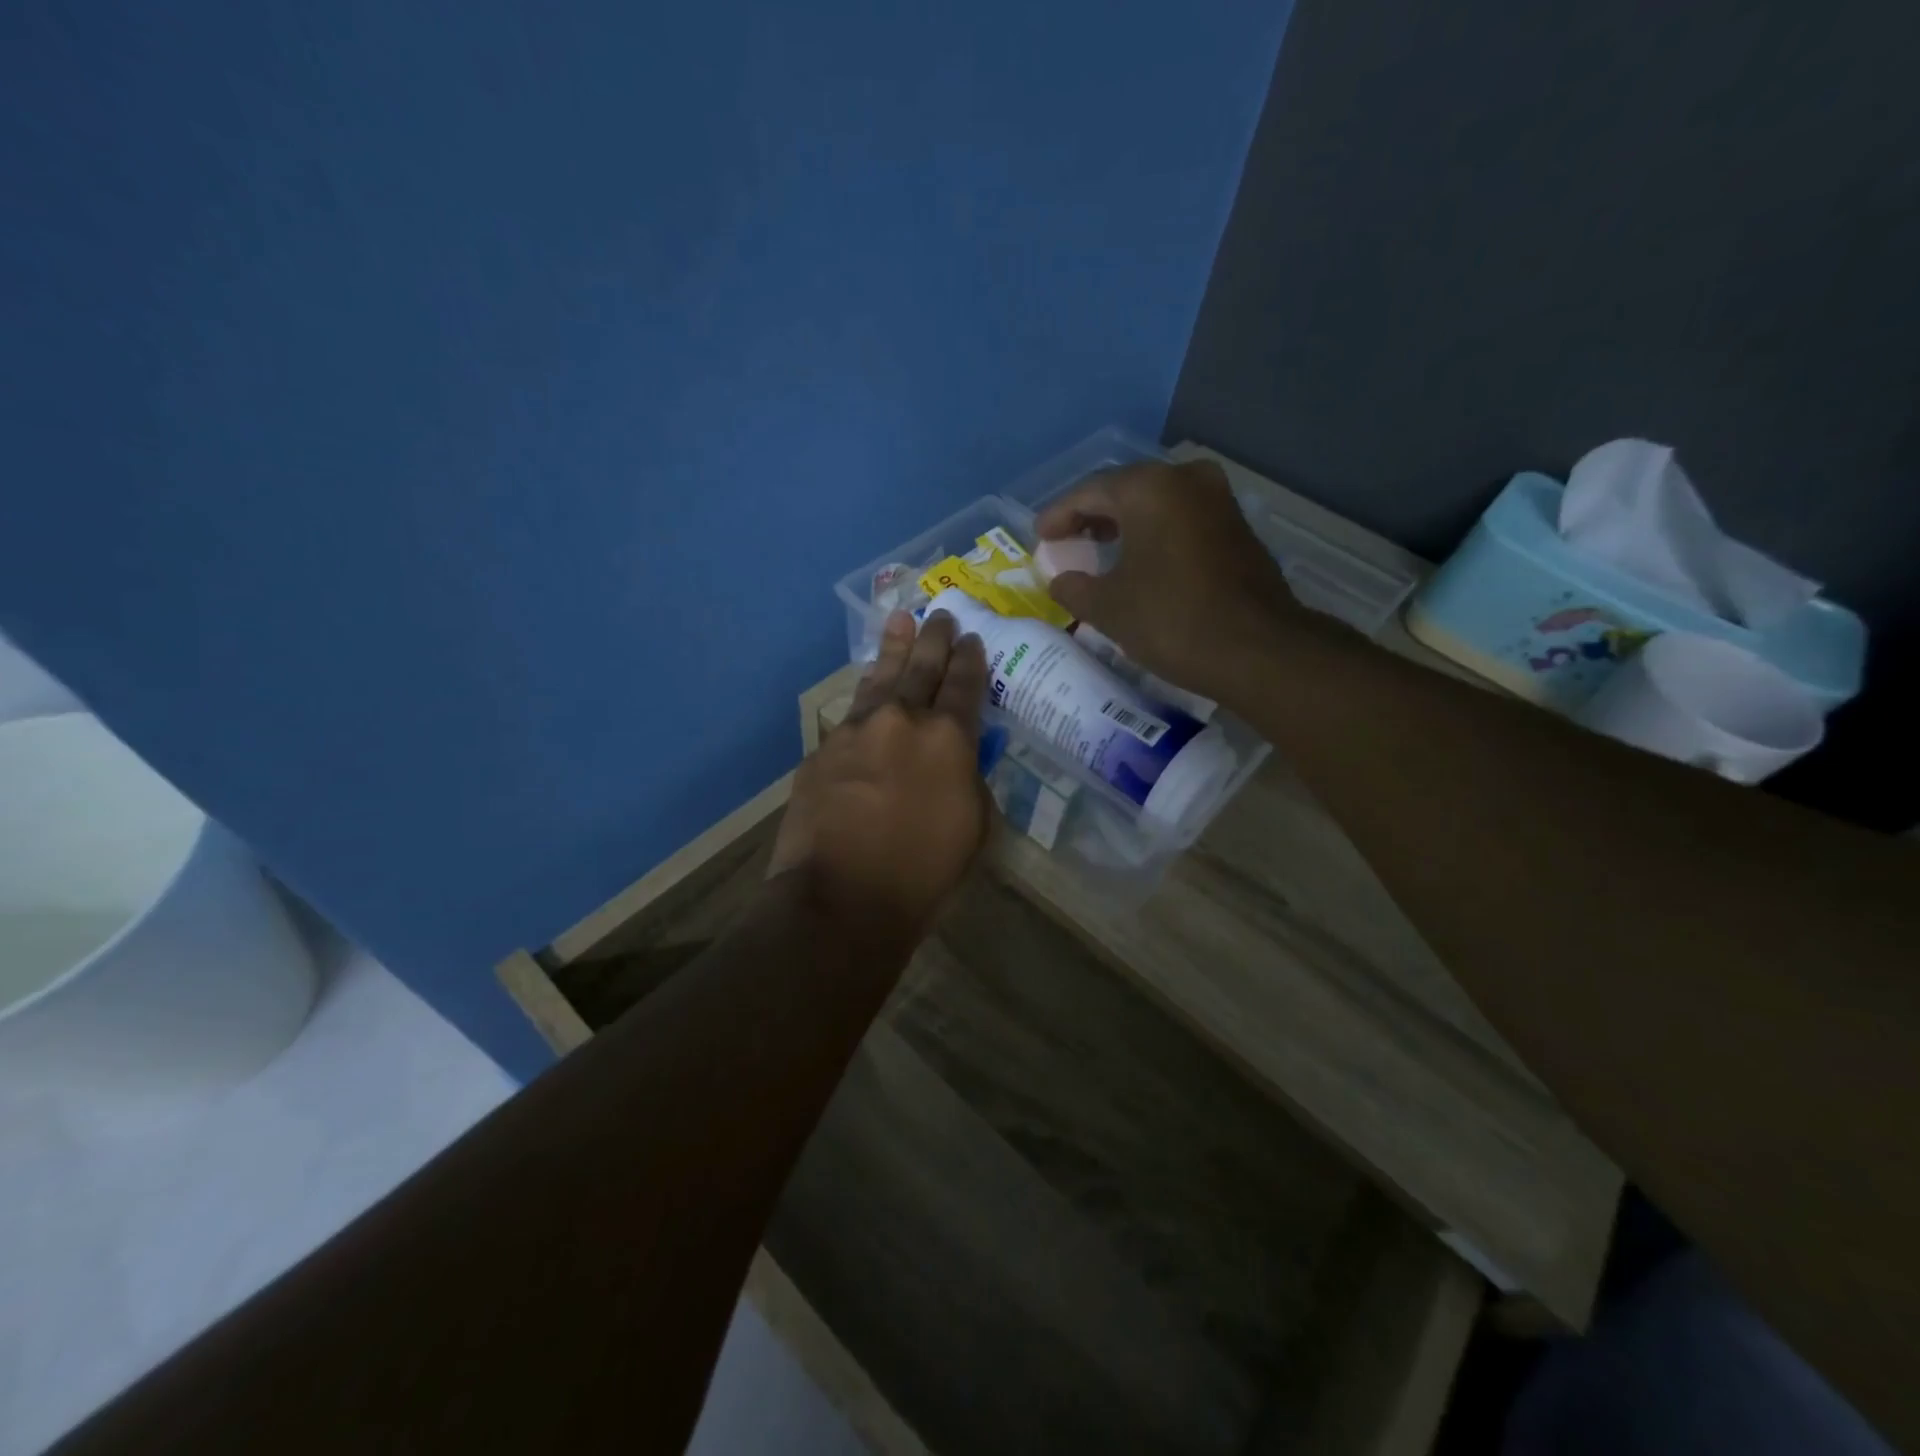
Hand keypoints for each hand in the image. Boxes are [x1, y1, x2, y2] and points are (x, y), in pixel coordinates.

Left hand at [768, 610, 991, 946]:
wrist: (840, 898)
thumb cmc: (922, 874)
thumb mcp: (973, 830)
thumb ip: (970, 783)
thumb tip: (959, 762)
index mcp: (949, 739)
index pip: (965, 686)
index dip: (970, 660)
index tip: (971, 639)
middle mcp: (903, 721)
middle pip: (922, 668)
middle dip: (934, 639)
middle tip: (940, 614)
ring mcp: (857, 731)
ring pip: (880, 678)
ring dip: (893, 648)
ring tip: (899, 620)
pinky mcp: (823, 750)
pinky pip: (850, 713)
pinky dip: (865, 696)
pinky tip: (867, 689)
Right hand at [1036, 459, 1300, 694]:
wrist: (1257, 650)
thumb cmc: (1171, 620)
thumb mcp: (1108, 608)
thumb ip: (1074, 588)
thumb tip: (1060, 580)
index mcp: (1149, 488)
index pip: (1089, 492)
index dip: (1059, 515)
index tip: (1040, 537)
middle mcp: (1186, 480)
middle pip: (1125, 491)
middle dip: (1092, 516)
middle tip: (1066, 541)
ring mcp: (1218, 500)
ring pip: (1157, 504)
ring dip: (1124, 524)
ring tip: (1098, 550)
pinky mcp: (1237, 527)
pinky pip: (1181, 520)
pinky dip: (1155, 534)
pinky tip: (1140, 561)